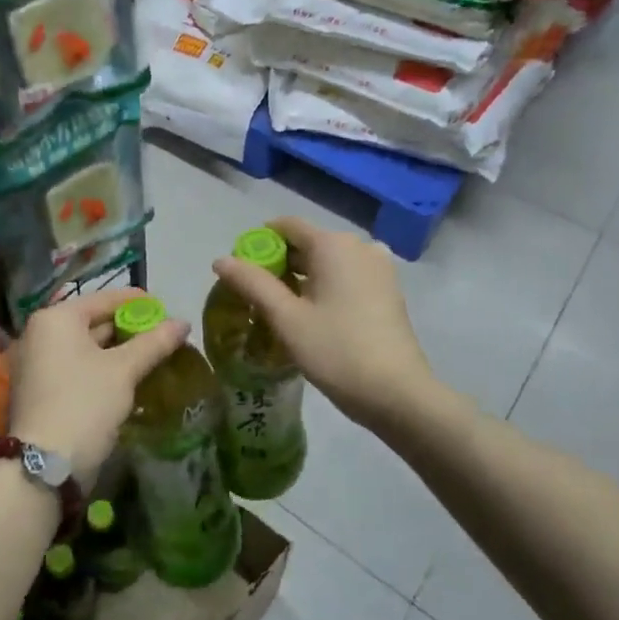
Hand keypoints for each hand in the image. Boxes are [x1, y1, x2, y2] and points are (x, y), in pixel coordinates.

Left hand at [6, 288, 188, 479]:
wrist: (45, 467)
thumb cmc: (85, 403)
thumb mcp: (124, 369)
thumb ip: (154, 342)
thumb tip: (184, 322)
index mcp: (56, 319)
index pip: (104, 298)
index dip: (138, 302)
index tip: (166, 308)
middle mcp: (40, 335)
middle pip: (94, 322)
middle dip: (130, 329)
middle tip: (163, 336)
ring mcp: (37, 364)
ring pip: (87, 348)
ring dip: (119, 351)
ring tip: (153, 356)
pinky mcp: (41, 391)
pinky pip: (77, 368)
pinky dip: (102, 369)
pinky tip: (130, 378)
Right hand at [211, 217, 442, 436]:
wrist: (398, 393)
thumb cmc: (337, 351)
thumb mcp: (287, 319)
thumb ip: (252, 284)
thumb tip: (221, 259)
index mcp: (333, 244)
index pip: (287, 225)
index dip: (259, 242)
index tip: (241, 268)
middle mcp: (359, 245)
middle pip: (309, 242)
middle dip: (280, 262)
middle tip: (256, 295)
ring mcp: (379, 266)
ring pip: (329, 260)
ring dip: (303, 277)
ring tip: (281, 308)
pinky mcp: (389, 289)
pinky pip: (348, 275)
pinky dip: (327, 285)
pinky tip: (314, 314)